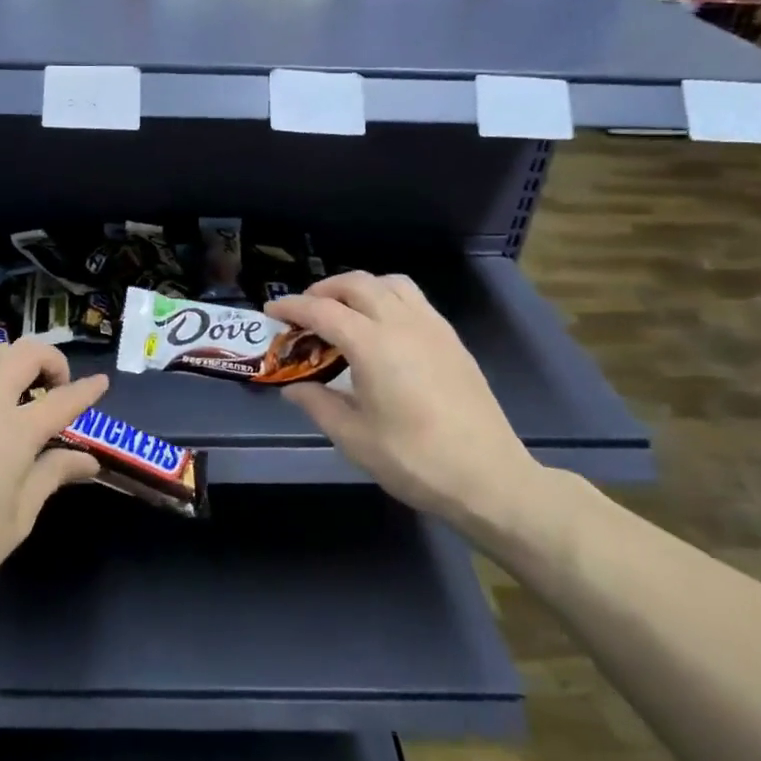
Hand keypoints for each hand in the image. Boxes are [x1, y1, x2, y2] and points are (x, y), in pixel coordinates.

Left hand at [0, 338, 106, 630]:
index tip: (101, 384)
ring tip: (17, 389)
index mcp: (14, 431)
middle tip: (56, 389)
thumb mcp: (19, 517)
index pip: (62, 399)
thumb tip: (87, 461)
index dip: (87, 390)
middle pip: (24, 353)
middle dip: (51, 361)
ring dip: (9, 360)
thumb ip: (53, 474)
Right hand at [268, 273, 544, 536]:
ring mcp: (432, 327)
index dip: (293, 307)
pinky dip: (387, 298)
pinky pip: (413, 299)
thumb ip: (318, 404)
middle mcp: (402, 323)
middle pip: (357, 284)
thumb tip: (293, 387)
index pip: (322, 310)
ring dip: (360, 288)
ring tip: (344, 312)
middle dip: (324, 290)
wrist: (489, 477)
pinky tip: (382, 329)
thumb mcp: (354, 438)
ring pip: (390, 283)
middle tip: (305, 312)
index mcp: (373, 345)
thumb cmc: (414, 460)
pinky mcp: (452, 339)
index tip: (272, 310)